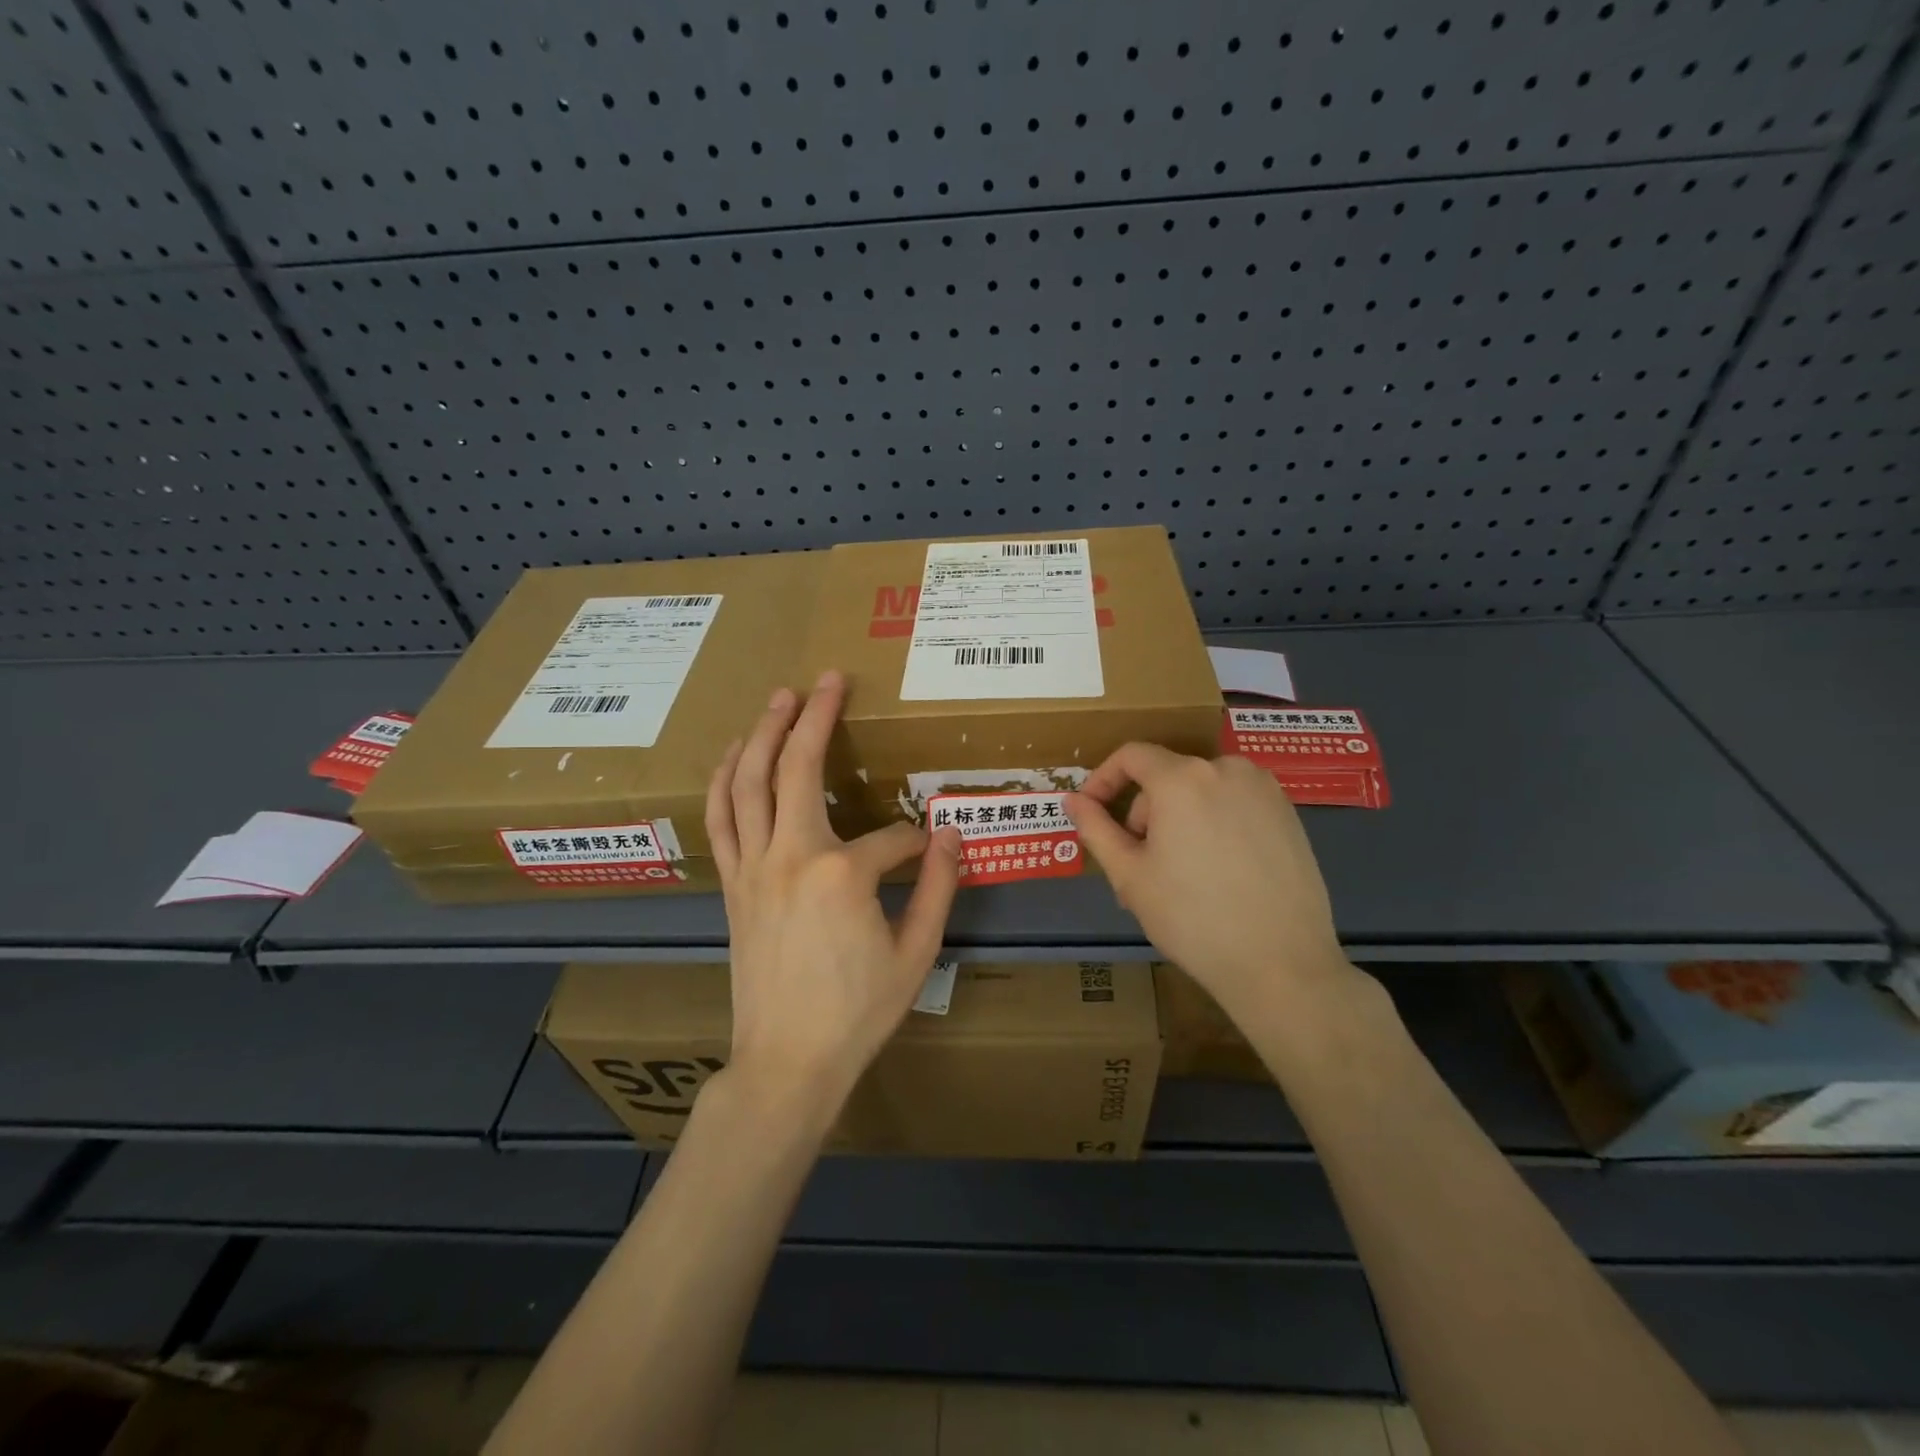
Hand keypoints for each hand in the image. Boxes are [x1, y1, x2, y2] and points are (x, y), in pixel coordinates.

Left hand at [706, 670, 961, 1116]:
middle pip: (796, 768)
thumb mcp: (917, 954)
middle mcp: (790, 855)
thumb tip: (952, 835)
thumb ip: (938, 888)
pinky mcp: (732, 883)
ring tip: (778, 699)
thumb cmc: (857, 1013)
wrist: (786, 1062)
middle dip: (815, 717)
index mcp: (842, 873)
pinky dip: (725, 779)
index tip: (930, 855)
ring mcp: (753, 866)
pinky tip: (733, 756)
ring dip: (762, 734)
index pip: (890, 837)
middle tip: (828, 679)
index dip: (915, 841)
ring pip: (748, 782)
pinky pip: (722, 818)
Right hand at [1065, 745, 1354, 1025]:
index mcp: (1182, 778)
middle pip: (1167, 775)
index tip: (1091, 812)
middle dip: (1145, 812)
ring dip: (1179, 819)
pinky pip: (1234, 803)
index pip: (1131, 755)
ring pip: (1201, 790)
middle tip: (1139, 864)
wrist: (1282, 963)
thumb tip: (1073, 799)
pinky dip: (1214, 823)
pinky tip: (1219, 872)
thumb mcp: (1130, 875)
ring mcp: (1264, 789)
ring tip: (1178, 874)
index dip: (1103, 779)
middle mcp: (1226, 768)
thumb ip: (1096, 828)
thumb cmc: (1192, 918)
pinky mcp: (1289, 812)